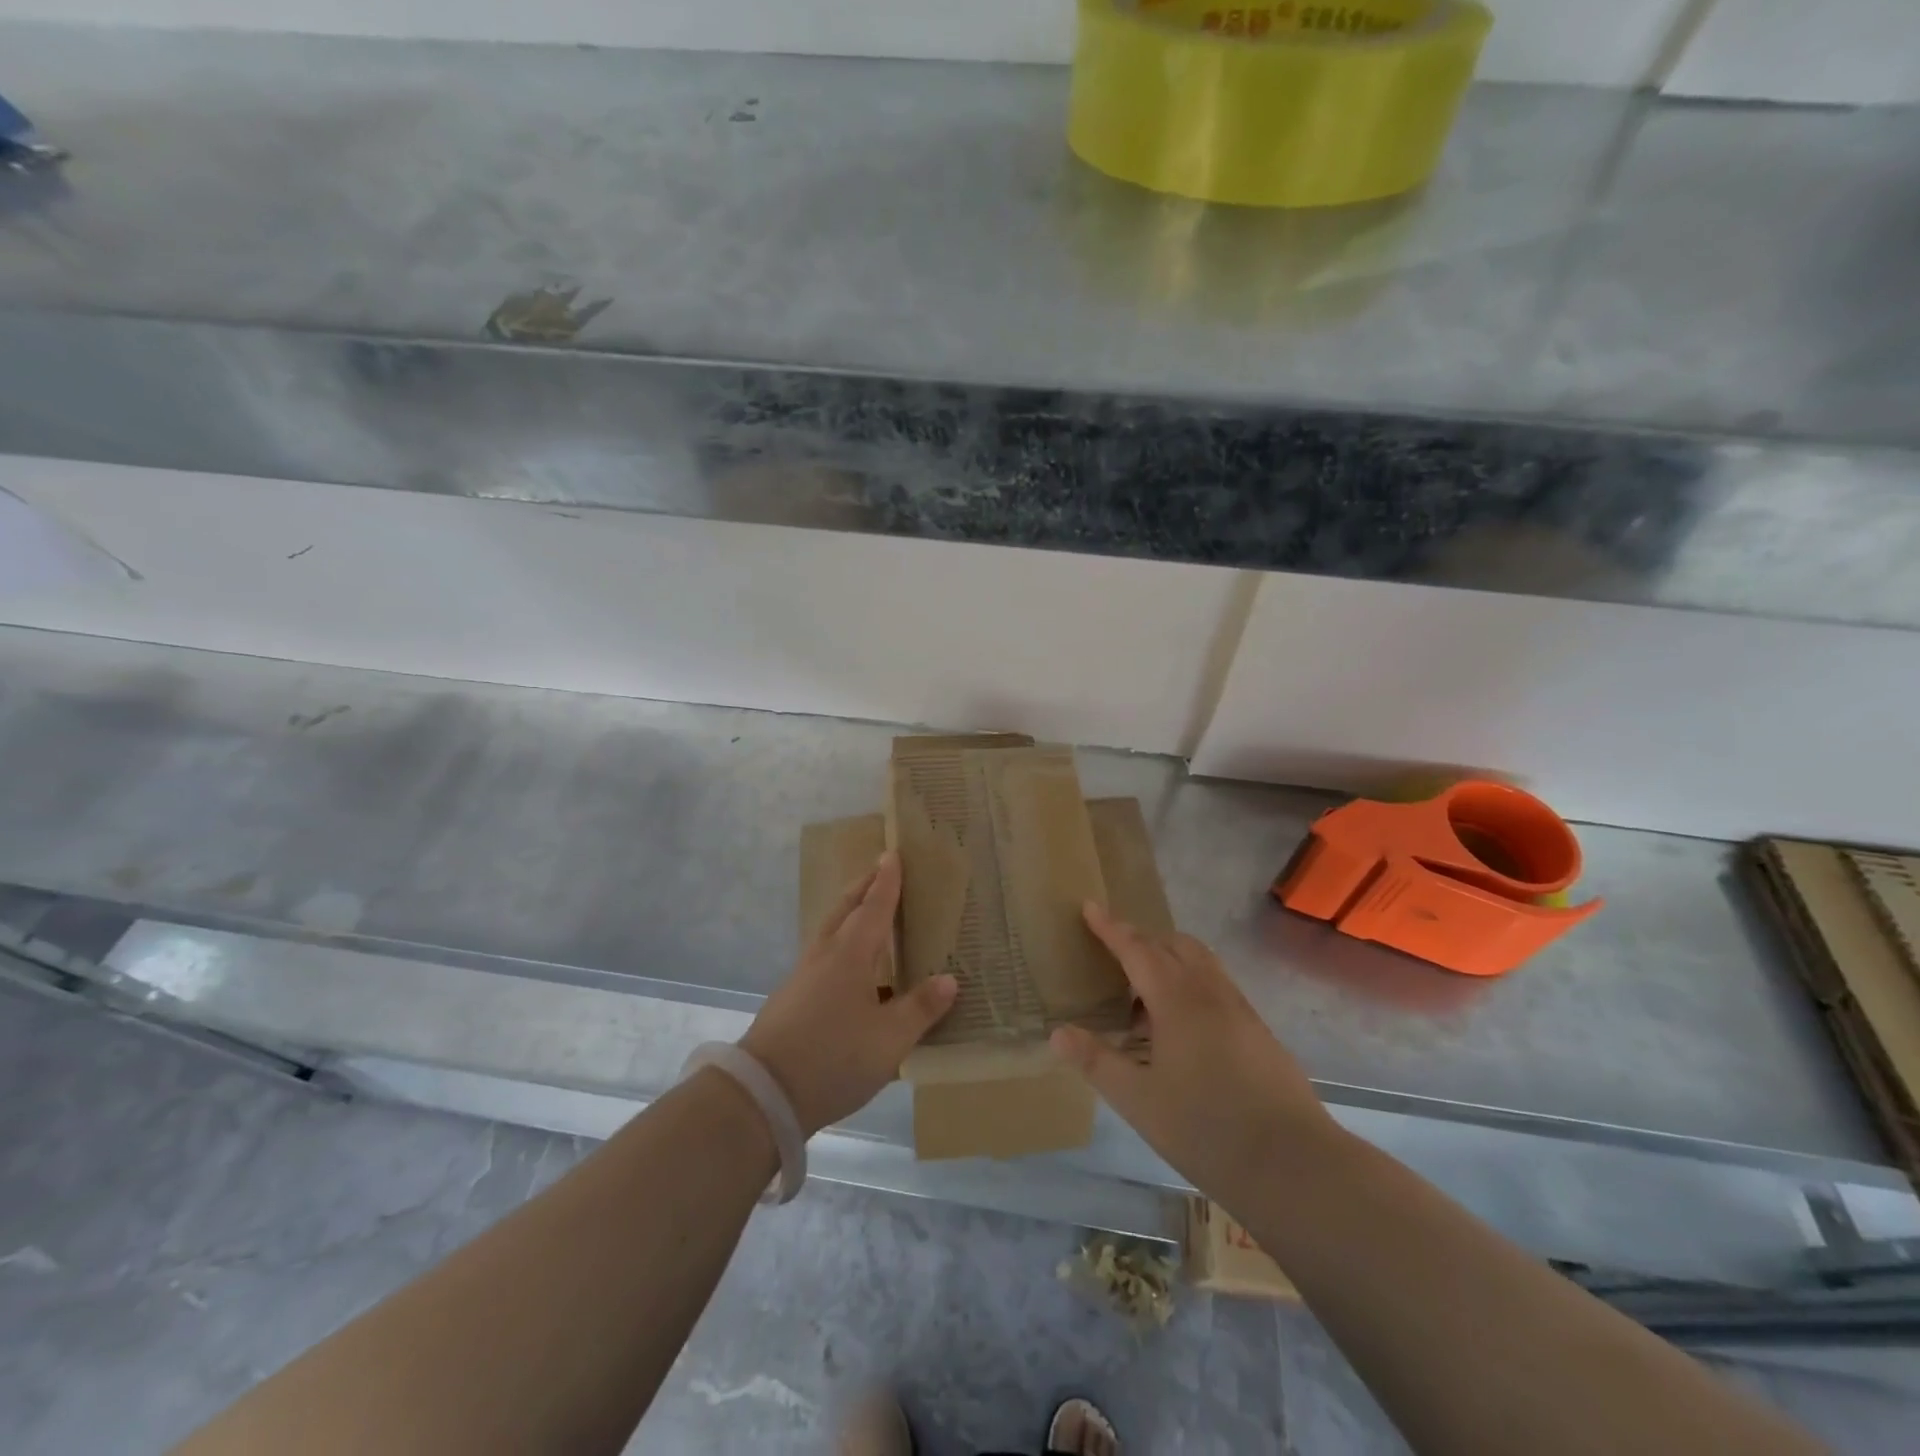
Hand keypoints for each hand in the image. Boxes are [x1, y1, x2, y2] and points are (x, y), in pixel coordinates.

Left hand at [741, 851, 957, 1135]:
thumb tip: (949, 979)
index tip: (893, 854)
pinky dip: (840, 942)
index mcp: (850, 954)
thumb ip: (920, 1008)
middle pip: (845, 909)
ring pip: (830, 930)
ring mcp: (803, 975)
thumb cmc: (833, 1057)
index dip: (887, 881)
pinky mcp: (792, 998)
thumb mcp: (889, 1039)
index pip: (874, 907)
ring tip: (866, 911)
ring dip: (849, 912)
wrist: (763, 1093)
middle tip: (880, 869)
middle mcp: (825, 955)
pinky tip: (849, 967)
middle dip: (863, 886)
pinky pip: (822, 954)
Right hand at [1051, 903, 1339, 1201]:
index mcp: (1177, 999)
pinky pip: (1216, 985)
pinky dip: (1190, 983)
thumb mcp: (1138, 1100)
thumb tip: (1058, 1033)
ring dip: (1169, 960)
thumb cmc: (1206, 1129)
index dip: (1110, 927)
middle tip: (1113, 957)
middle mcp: (1210, 992)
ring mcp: (1240, 1009)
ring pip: (1200, 962)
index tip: (1089, 906)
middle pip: (1172, 945)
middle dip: (1141, 940)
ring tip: (1144, 996)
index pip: (1136, 949)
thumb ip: (1097, 1061)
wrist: (1295, 1165)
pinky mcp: (1258, 1030)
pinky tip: (1181, 1028)